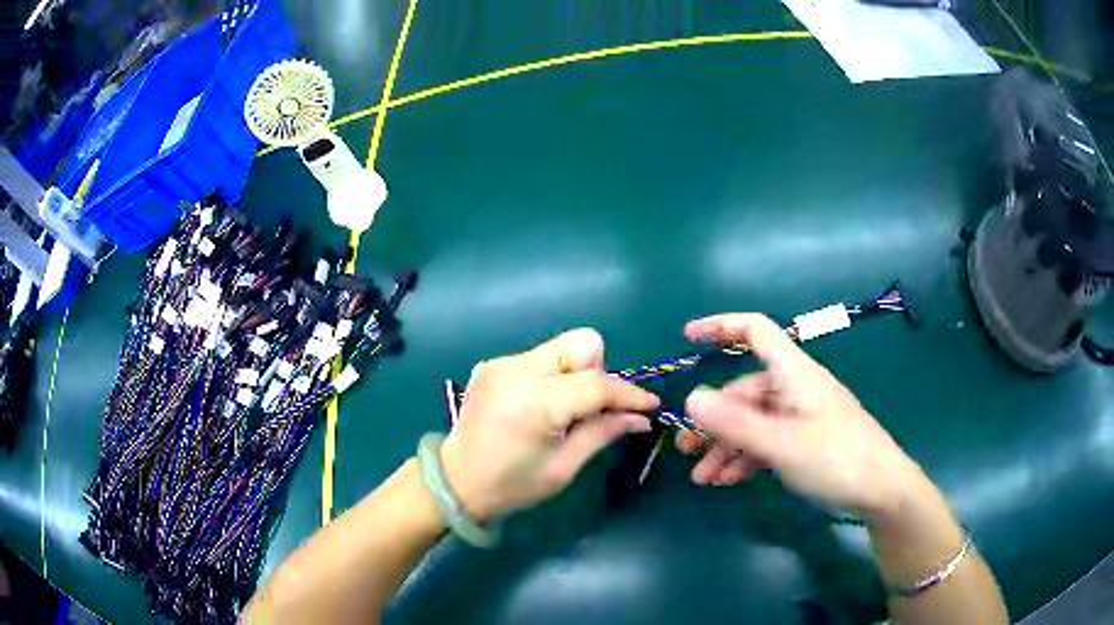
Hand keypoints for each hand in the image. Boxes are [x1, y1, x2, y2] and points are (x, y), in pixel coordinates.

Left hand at [441, 329, 658, 521]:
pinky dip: (553, 376)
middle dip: (600, 372)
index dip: (629, 393)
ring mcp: (503, 363)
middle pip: (582, 343)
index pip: (597, 383)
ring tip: (567, 410)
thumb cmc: (512, 485)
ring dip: (577, 374)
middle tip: (596, 408)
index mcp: (536, 402)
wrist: (455, 481)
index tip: (650, 406)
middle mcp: (518, 370)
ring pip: (562, 347)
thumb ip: (603, 433)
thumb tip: (640, 418)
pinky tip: (541, 406)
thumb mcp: (563, 467)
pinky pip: (540, 358)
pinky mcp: (494, 364)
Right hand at [677, 313, 923, 516]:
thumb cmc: (837, 458)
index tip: (688, 337)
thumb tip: (690, 398)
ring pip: (752, 423)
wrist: (882, 491)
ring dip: (725, 447)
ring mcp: (801, 417)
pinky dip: (744, 458)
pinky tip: (727, 481)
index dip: (722, 327)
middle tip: (686, 450)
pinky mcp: (806, 441)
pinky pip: (766, 442)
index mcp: (794, 373)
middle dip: (713, 420)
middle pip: (745, 391)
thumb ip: (736, 423)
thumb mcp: (782, 443)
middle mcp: (795, 389)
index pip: (756, 331)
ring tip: (703, 478)